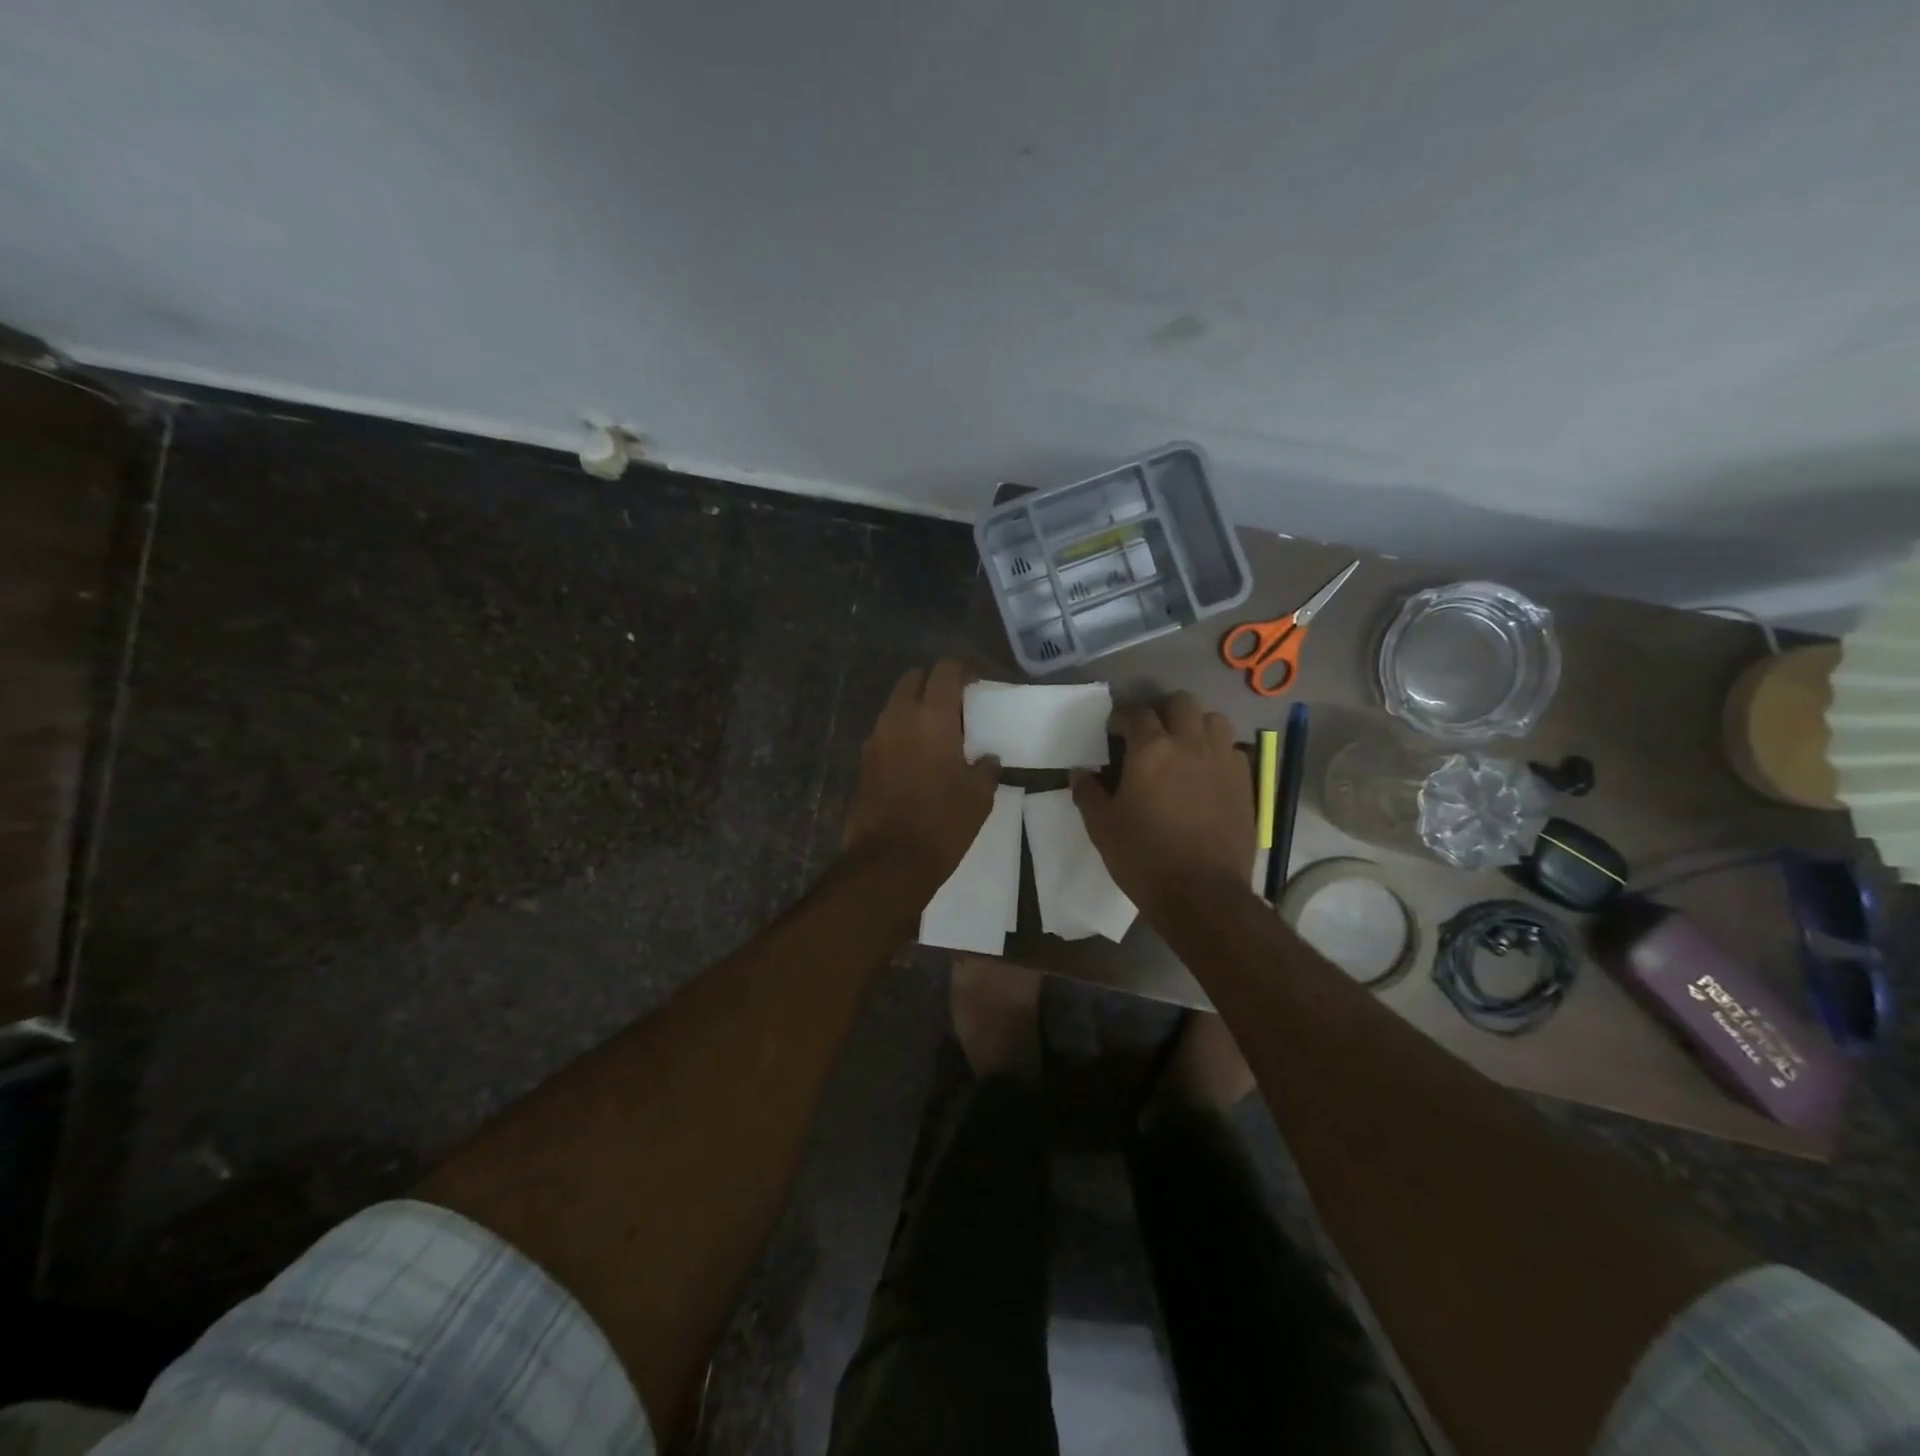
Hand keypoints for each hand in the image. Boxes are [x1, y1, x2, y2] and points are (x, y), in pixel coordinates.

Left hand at [844, 660, 998, 893]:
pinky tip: (917, 755)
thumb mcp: (979, 797)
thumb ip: (986, 769)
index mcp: (932, 719)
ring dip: (915, 706)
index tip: (975, 683)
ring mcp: (876, 738)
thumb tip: (988, 759)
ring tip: (937, 730)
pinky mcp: (864, 760)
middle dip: (934, 682)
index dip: (962, 670)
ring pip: (895, 703)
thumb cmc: (943, 824)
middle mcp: (899, 719)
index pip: (944, 671)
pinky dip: (901, 730)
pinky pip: (885, 730)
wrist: (890, 860)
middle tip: (955, 703)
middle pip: (913, 678)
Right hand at [1072, 693, 1253, 911]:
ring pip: (1212, 719)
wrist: (1202, 894)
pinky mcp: (1244, 781)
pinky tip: (1206, 771)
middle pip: (1180, 702)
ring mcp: (1222, 760)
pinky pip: (1232, 748)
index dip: (1121, 717)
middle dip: (1161, 711)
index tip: (1113, 731)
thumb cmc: (1143, 857)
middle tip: (1149, 734)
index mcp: (1151, 750)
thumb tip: (1079, 772)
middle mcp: (1190, 744)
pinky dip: (1217, 750)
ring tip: (1182, 746)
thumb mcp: (1102, 827)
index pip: (1135, 713)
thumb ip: (1088, 792)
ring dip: (1194, 724)